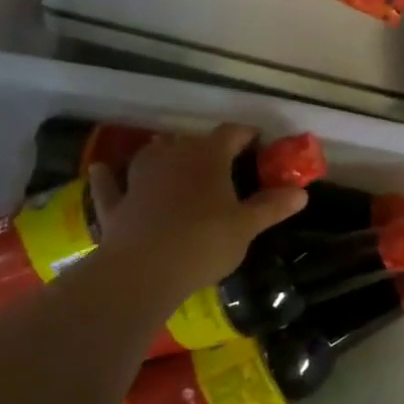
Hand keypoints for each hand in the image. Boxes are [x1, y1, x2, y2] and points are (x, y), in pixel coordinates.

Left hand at [87, 125, 305, 301]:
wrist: (146, 269)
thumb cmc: (205, 241)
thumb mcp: (247, 226)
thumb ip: (272, 206)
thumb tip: (301, 192)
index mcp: (208, 157)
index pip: (231, 134)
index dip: (245, 135)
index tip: (257, 142)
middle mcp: (171, 157)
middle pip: (191, 142)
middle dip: (207, 148)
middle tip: (222, 163)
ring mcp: (139, 178)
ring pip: (151, 155)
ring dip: (163, 154)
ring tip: (173, 159)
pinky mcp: (116, 204)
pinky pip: (109, 185)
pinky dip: (108, 177)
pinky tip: (103, 169)